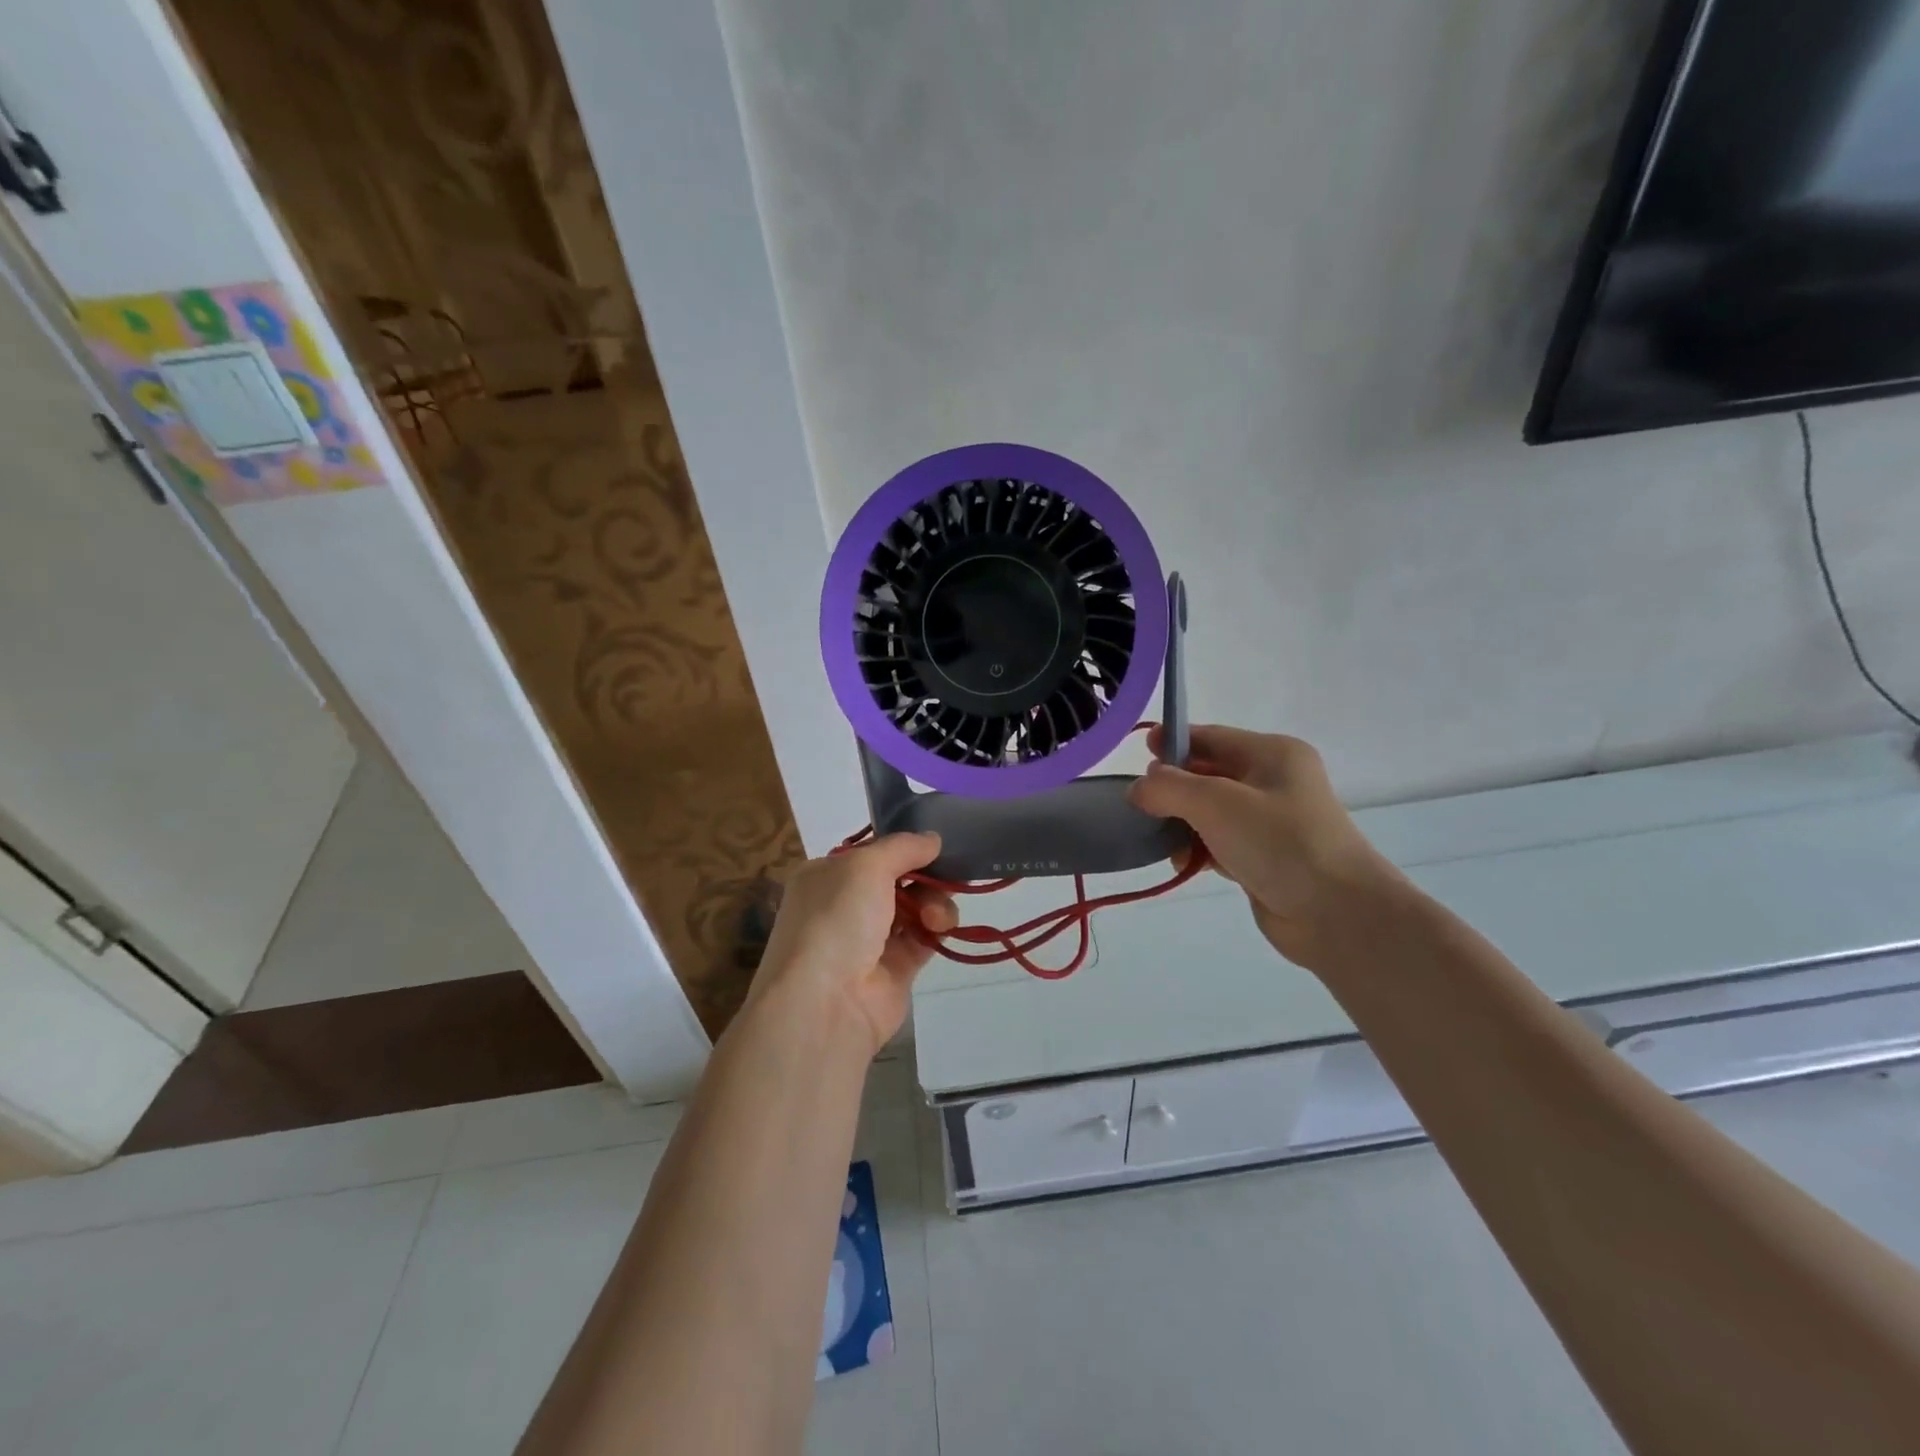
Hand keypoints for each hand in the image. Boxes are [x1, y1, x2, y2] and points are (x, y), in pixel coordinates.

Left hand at [746, 833, 957, 1055]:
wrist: (825, 1004)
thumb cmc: (836, 920)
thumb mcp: (866, 866)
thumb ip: (903, 847)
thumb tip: (933, 838)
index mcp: (825, 876)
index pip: (870, 853)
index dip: (903, 847)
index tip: (934, 844)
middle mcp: (844, 906)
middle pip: (898, 879)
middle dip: (925, 876)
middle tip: (945, 878)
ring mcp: (869, 940)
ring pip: (915, 908)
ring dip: (933, 903)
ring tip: (936, 917)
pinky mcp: (894, 969)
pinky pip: (923, 939)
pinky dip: (936, 930)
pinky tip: (941, 928)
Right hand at [1129, 725, 1402, 966]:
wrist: (1337, 914)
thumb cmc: (1279, 842)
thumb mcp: (1216, 803)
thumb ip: (1169, 788)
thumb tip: (1139, 789)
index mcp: (1272, 754)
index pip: (1212, 737)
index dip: (1173, 741)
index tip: (1138, 750)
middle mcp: (1274, 782)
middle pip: (1209, 774)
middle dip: (1174, 787)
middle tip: (1140, 802)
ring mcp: (1272, 823)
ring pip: (1211, 812)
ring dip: (1183, 822)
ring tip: (1159, 839)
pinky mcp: (1265, 858)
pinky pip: (1220, 843)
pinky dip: (1199, 849)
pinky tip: (1181, 863)